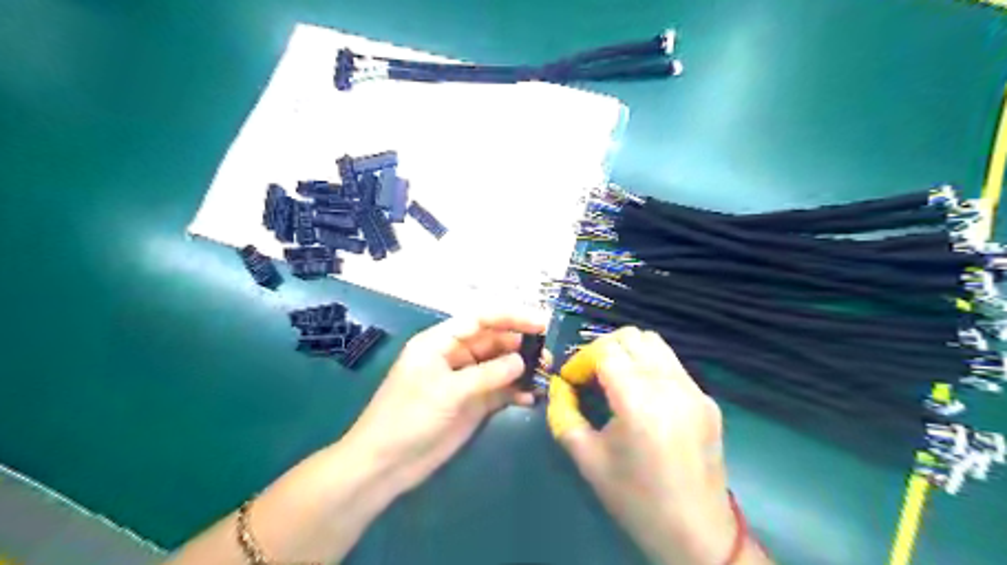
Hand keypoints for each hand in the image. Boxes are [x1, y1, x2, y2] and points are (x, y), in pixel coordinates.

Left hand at [346, 313, 549, 492]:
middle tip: (548, 354)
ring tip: (545, 374)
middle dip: (520, 344)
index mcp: (440, 342)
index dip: (511, 317)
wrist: (386, 464)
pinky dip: (515, 391)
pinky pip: (499, 390)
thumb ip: (487, 374)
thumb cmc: (408, 418)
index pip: (480, 319)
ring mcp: (465, 381)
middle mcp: (455, 356)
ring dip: (521, 368)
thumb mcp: (447, 391)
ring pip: (499, 365)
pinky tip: (531, 397)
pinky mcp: (473, 404)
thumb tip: (522, 361)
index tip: (541, 323)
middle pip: (493, 341)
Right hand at [548, 327, 742, 564]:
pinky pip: (672, 365)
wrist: (696, 533)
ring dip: (628, 352)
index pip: (605, 350)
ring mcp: (693, 390)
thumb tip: (559, 387)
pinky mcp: (706, 399)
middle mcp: (669, 385)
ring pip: (655, 343)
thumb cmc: (635, 499)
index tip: (573, 380)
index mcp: (638, 402)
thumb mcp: (587, 458)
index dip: (582, 359)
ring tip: (616, 380)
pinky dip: (650, 366)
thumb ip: (564, 415)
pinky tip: (643, 397)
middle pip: (631, 337)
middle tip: (591, 376)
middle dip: (603, 349)